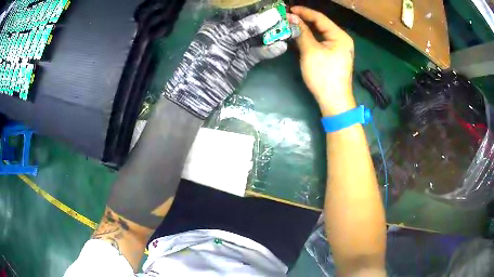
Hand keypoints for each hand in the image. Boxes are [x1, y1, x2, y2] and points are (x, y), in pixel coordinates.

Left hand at [163, 8, 287, 118]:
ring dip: (275, 35)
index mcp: (221, 22)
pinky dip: (270, 50)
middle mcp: (232, 31)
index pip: (243, 10)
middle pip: (255, 23)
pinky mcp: (247, 59)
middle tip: (287, 18)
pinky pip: (260, 52)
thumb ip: (246, 27)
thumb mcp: (224, 38)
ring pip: (260, 37)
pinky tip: (281, 47)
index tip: (276, 6)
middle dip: (271, 21)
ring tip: (291, 31)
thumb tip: (271, 16)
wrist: (200, 89)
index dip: (260, 8)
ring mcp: (240, 45)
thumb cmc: (206, 58)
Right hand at [288, 6, 355, 115]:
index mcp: (340, 36)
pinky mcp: (336, 55)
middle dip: (305, 19)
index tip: (289, 9)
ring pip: (321, 33)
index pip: (320, 18)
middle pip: (322, 24)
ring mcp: (340, 48)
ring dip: (307, 28)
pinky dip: (312, 37)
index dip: (304, 12)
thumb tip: (291, 18)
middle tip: (288, 16)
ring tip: (292, 23)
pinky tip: (301, 35)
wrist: (334, 101)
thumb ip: (301, 32)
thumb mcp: (310, 51)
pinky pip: (322, 41)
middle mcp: (342, 39)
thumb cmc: (323, 75)